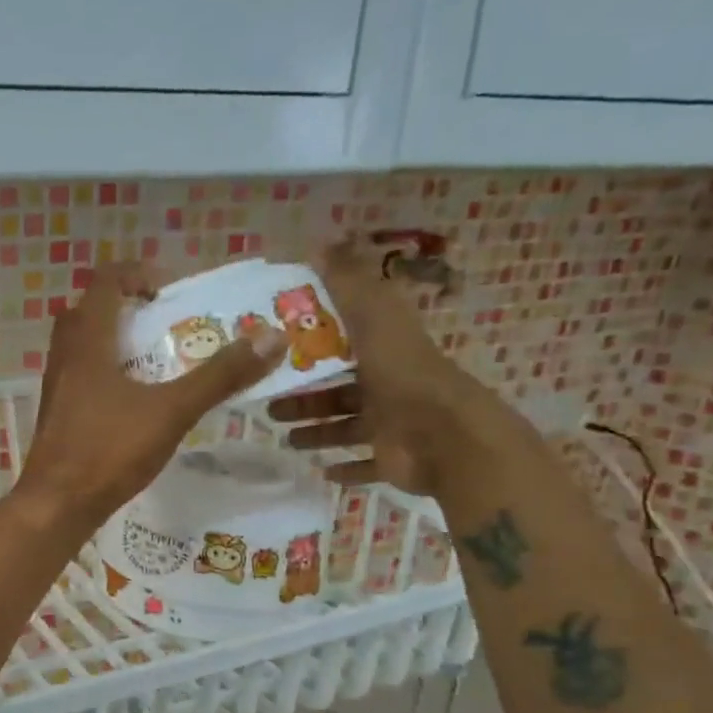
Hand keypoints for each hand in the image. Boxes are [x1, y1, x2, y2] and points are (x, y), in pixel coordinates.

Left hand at [17, 262, 285, 528]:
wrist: (55, 505)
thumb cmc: (109, 450)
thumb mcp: (172, 411)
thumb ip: (219, 375)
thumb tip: (272, 337)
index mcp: (87, 342)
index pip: (104, 282)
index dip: (136, 275)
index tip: (168, 293)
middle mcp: (64, 356)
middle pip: (88, 311)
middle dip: (125, 308)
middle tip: (161, 324)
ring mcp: (56, 387)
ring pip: (80, 346)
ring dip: (114, 342)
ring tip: (154, 363)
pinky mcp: (56, 415)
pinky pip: (79, 376)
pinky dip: (104, 373)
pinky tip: (132, 402)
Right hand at [272, 241, 495, 496]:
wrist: (446, 437)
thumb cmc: (403, 376)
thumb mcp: (373, 319)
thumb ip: (347, 284)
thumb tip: (320, 241)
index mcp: (384, 352)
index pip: (343, 344)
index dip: (311, 346)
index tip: (275, 352)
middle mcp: (388, 386)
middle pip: (338, 390)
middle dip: (303, 398)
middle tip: (267, 406)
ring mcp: (393, 425)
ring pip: (346, 428)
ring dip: (316, 432)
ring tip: (285, 439)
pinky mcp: (394, 460)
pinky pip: (366, 465)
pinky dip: (346, 468)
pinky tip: (322, 471)